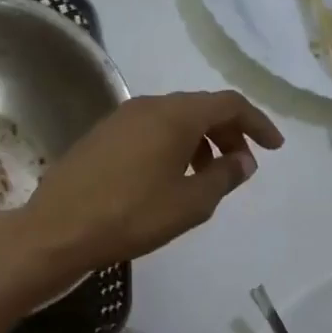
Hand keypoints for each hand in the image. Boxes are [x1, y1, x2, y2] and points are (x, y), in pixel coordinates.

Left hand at [0, 91, 283, 298]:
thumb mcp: (189, 203)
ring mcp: (120, 118)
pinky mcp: (101, 135)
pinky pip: (150, 130)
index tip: (274, 147)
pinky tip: (170, 177)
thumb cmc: (131, 216)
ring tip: (207, 175)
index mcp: (175, 115)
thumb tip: (244, 159)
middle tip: (241, 163)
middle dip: (228, 132)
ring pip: (173, 119)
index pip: (228, 104)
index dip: (257, 122)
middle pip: (200, 108)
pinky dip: (172, 145)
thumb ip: (224, 177)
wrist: (57, 229)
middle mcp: (148, 105)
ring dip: (199, 140)